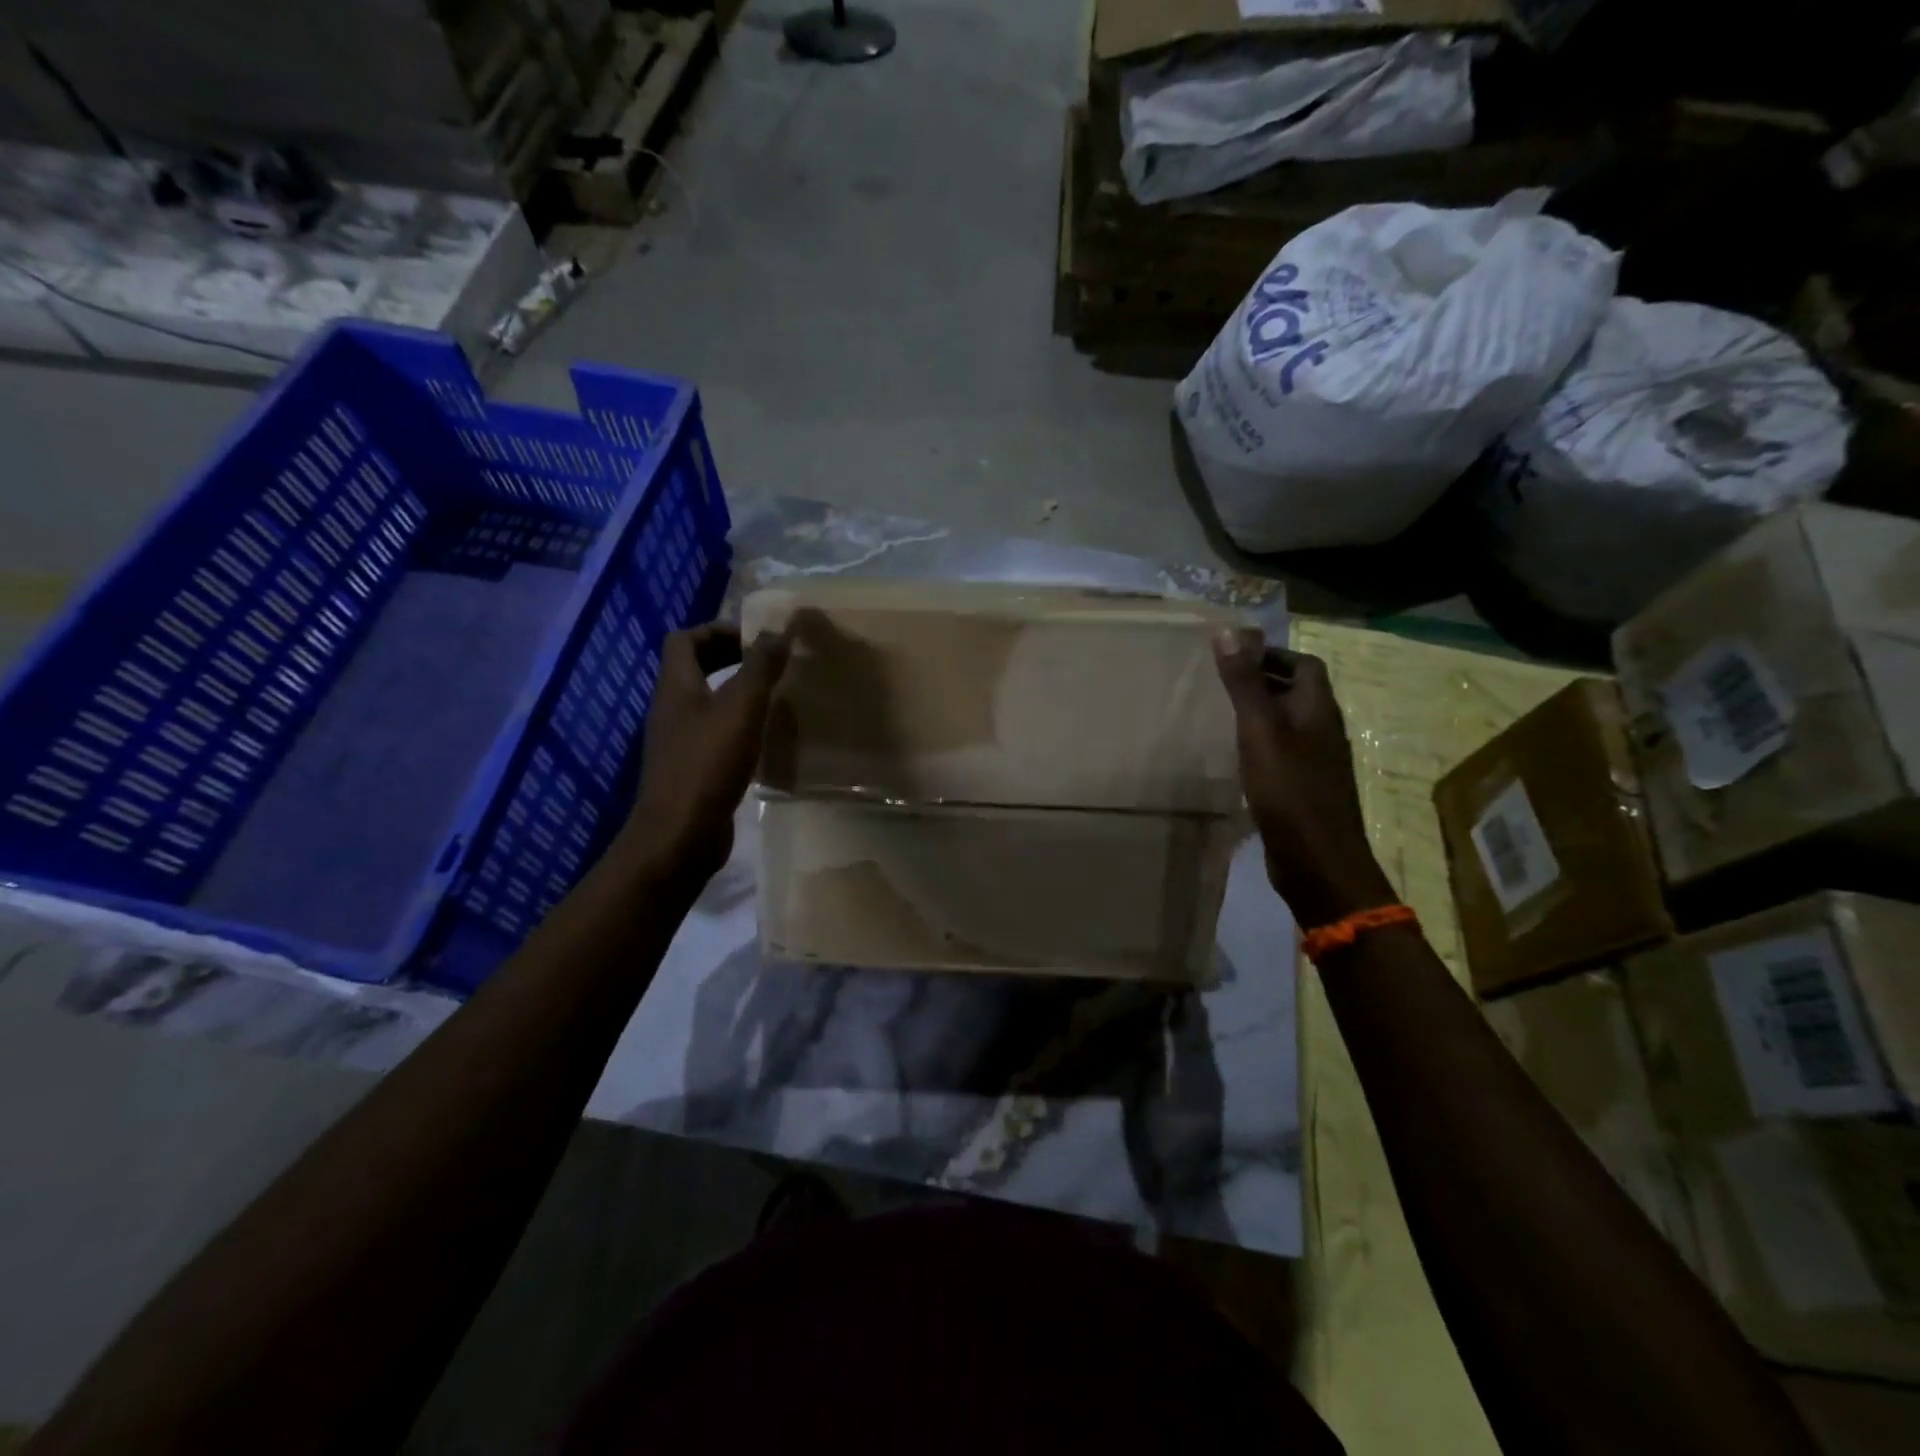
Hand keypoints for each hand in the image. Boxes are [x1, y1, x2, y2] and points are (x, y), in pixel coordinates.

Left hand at [617, 622, 788, 882]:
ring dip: (736, 694)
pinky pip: (713, 734)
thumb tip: (778, 630)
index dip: (717, 630)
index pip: (684, 639)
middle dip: (729, 659)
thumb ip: (760, 667)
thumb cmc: (708, 764)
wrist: (680, 835)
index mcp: (676, 687)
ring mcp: (678, 742)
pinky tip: (765, 740)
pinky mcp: (691, 770)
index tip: (755, 640)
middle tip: (769, 665)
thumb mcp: (741, 707)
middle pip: (694, 669)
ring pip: (706, 703)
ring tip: (774, 699)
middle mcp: (671, 710)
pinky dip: (737, 727)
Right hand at [1213, 631, 1395, 927]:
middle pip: (1297, 692)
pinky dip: (1260, 744)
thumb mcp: (1260, 731)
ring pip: (1289, 723)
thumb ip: (1244, 683)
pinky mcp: (1304, 789)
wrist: (1318, 862)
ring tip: (1221, 714)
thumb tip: (1230, 630)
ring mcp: (1316, 762)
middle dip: (1263, 680)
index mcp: (1318, 710)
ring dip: (1260, 713)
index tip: (1234, 657)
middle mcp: (1322, 731)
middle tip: (1220, 682)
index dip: (1273, 654)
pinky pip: (1283, 752)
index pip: (1304, 664)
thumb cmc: (1289, 791)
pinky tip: (1235, 756)